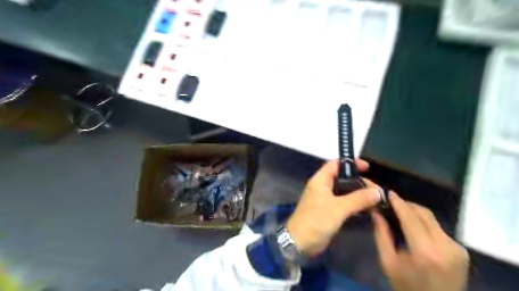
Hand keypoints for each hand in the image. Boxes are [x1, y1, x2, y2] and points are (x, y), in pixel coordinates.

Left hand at [288, 159, 379, 256]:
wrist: (300, 242)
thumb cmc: (317, 220)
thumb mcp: (338, 208)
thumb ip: (358, 199)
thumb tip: (377, 192)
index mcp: (321, 180)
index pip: (335, 164)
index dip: (350, 163)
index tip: (367, 168)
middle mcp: (323, 187)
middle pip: (342, 178)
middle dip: (359, 182)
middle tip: (376, 191)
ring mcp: (326, 199)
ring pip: (344, 191)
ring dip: (358, 194)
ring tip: (375, 200)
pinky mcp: (329, 211)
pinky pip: (344, 203)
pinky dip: (354, 204)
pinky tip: (367, 209)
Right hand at [373, 192, 471, 290]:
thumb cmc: (406, 286)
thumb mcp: (387, 262)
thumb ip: (381, 234)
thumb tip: (376, 212)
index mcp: (424, 251)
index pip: (410, 218)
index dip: (399, 203)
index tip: (388, 192)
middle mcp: (445, 247)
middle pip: (424, 214)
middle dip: (407, 205)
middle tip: (392, 202)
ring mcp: (457, 248)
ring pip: (432, 219)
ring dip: (415, 213)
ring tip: (401, 213)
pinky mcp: (461, 251)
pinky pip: (439, 229)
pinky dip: (424, 223)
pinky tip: (415, 227)